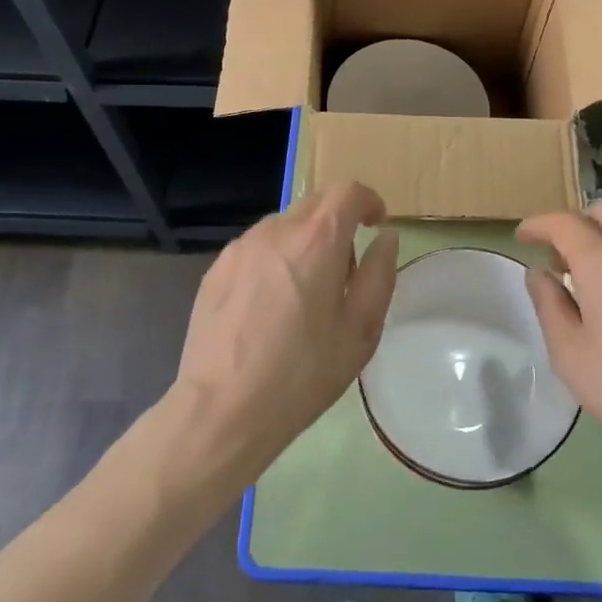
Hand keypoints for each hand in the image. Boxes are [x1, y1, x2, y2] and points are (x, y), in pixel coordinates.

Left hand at [173, 183, 399, 475]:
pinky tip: (268, 308)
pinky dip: (273, 261)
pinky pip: (256, 249)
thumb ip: (379, 275)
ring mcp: (241, 247)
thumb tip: (385, 238)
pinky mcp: (216, 269)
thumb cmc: (302, 373)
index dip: (368, 201)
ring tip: (303, 295)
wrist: (221, 409)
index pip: (347, 191)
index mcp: (317, 240)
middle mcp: (276, 230)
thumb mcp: (360, 331)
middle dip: (337, 225)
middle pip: (315, 204)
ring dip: (303, 243)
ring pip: (283, 226)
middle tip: (344, 273)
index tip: (375, 225)